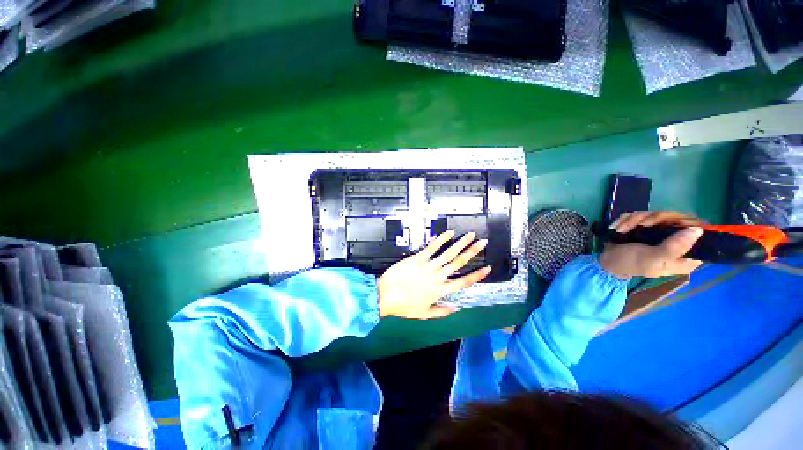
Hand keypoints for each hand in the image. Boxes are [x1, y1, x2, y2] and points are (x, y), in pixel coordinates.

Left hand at [377, 230, 491, 319]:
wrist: (385, 296)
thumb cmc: (404, 306)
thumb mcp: (424, 314)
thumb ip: (442, 311)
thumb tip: (457, 309)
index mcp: (441, 291)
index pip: (464, 282)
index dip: (477, 275)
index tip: (488, 268)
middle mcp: (438, 277)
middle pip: (459, 262)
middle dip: (472, 251)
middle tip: (483, 242)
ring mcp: (428, 266)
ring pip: (448, 253)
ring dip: (461, 243)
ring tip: (470, 235)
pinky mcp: (418, 259)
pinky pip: (431, 247)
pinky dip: (441, 239)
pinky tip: (448, 233)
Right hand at [599, 211, 705, 278]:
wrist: (607, 259)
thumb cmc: (630, 263)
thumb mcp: (652, 259)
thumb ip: (674, 247)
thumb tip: (697, 230)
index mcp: (685, 255)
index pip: (700, 233)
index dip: (686, 224)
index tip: (669, 225)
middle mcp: (678, 241)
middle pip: (678, 218)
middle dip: (654, 219)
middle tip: (641, 225)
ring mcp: (662, 232)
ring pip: (658, 214)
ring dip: (636, 219)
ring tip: (623, 229)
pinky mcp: (648, 226)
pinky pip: (643, 214)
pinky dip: (629, 219)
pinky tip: (621, 228)